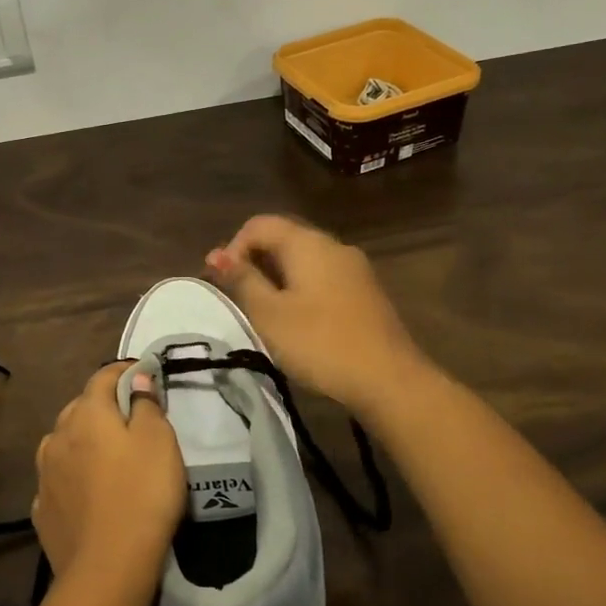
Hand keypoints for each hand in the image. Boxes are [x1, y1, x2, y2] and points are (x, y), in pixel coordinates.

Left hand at [32, 362, 184, 594]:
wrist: (107, 568)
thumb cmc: (142, 494)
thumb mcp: (159, 441)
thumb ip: (146, 404)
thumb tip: (136, 377)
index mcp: (87, 413)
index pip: (103, 376)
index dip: (124, 371)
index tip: (144, 373)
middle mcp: (58, 434)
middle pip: (81, 407)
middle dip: (104, 406)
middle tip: (131, 418)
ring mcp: (45, 473)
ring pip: (65, 442)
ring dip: (83, 441)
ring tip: (107, 455)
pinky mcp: (42, 508)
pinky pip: (59, 477)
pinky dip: (73, 475)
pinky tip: (87, 490)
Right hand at [206, 214, 429, 413]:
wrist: (389, 380)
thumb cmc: (320, 343)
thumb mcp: (269, 314)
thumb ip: (242, 280)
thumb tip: (216, 255)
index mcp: (307, 243)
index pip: (259, 225)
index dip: (233, 248)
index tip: (222, 283)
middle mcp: (333, 245)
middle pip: (283, 238)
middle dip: (254, 262)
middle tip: (238, 298)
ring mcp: (355, 269)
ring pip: (304, 260)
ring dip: (277, 278)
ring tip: (264, 312)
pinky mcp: (366, 292)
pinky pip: (323, 278)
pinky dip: (301, 289)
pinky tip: (297, 320)